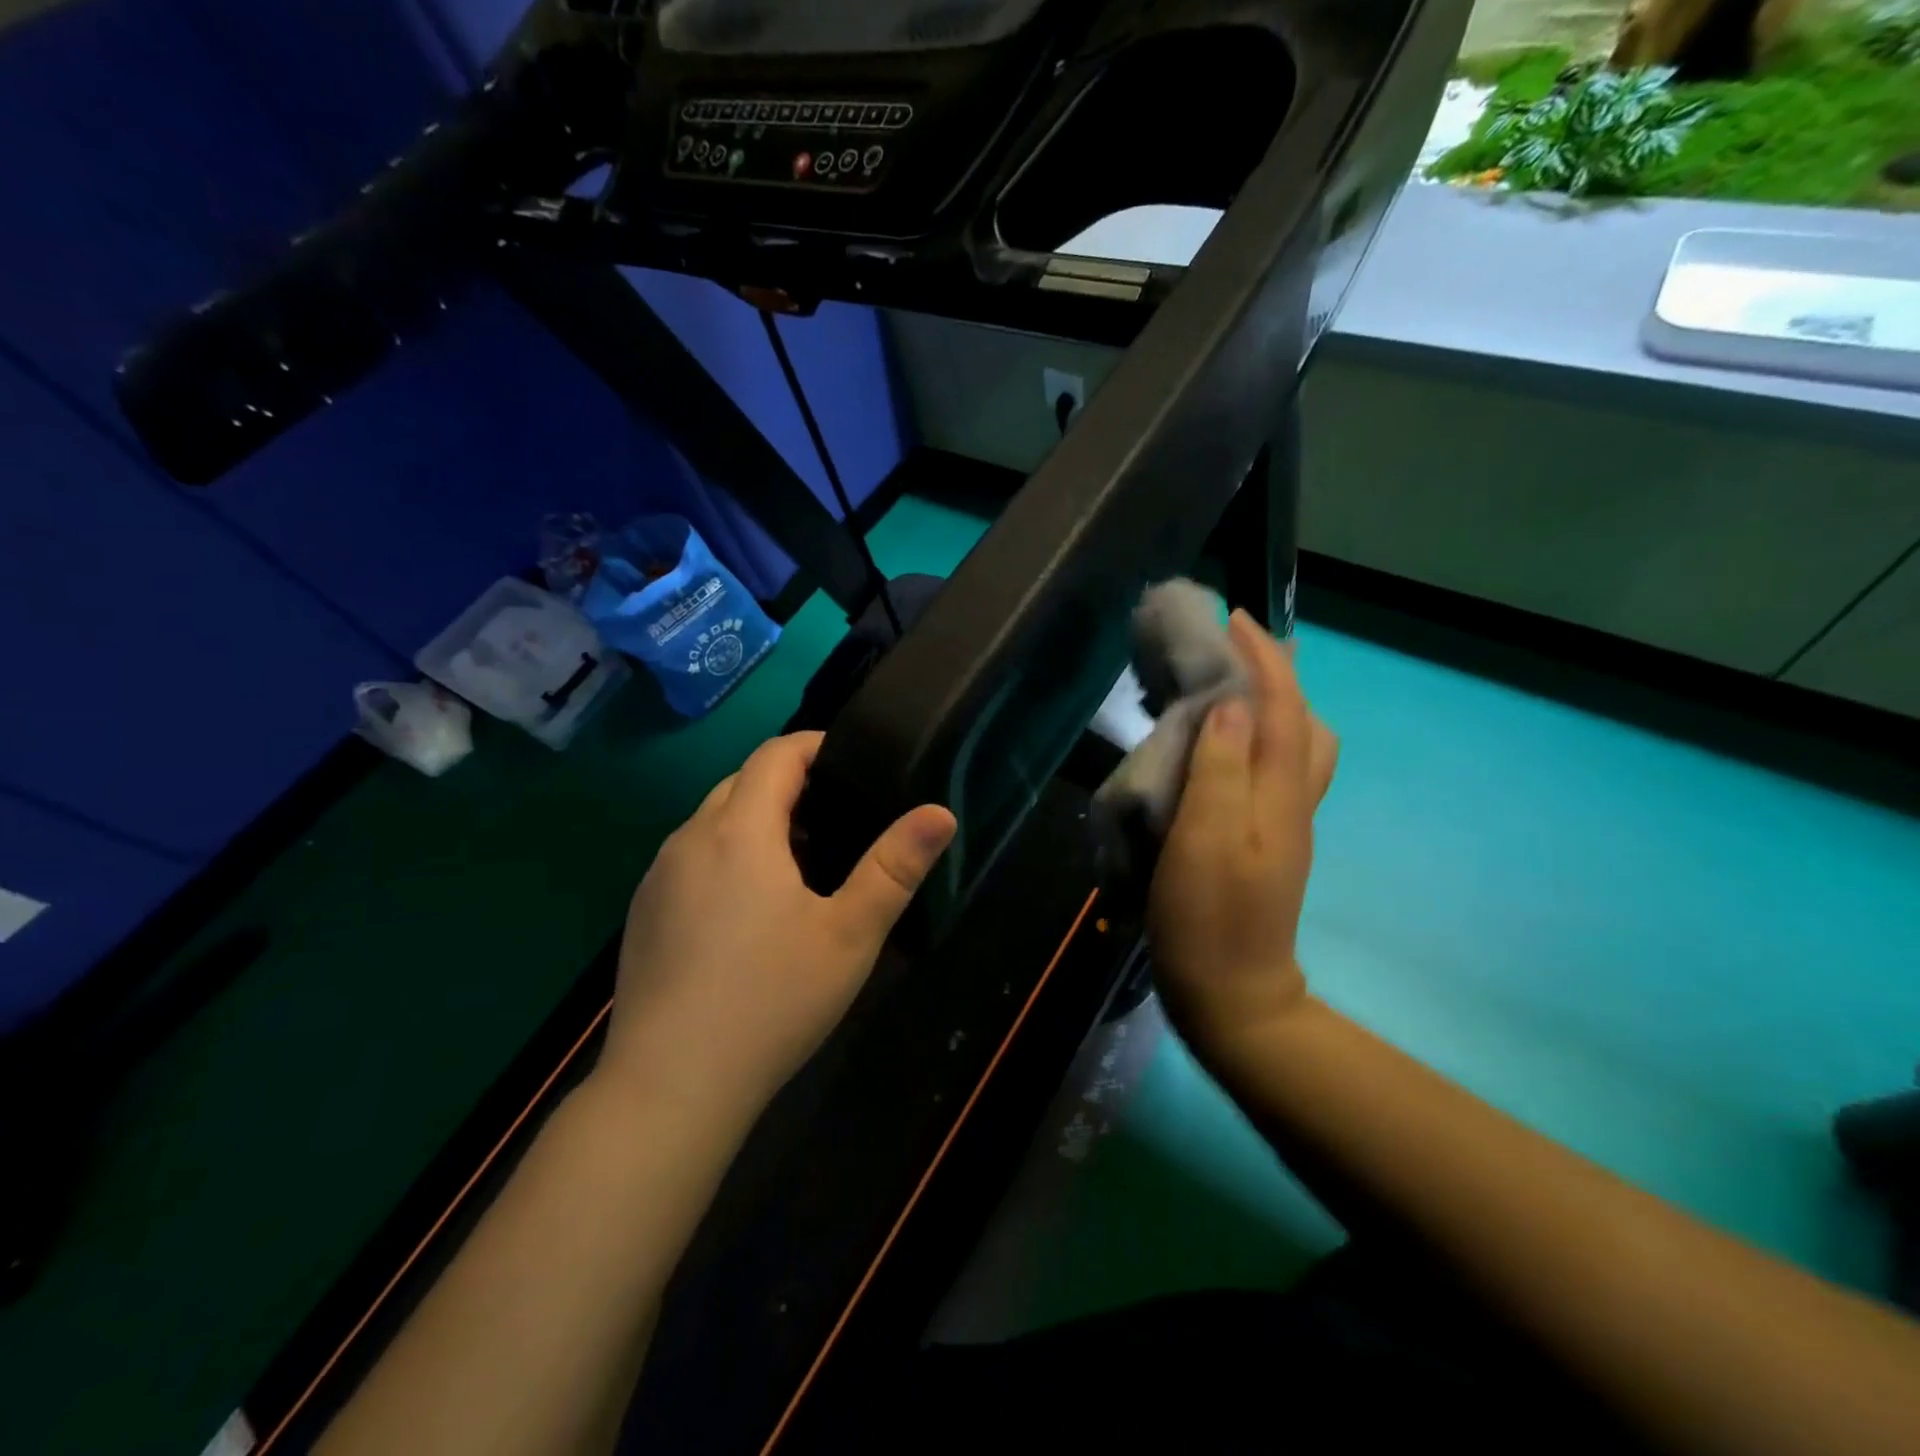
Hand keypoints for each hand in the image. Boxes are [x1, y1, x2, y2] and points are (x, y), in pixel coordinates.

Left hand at [599, 731, 956, 1117]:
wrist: (669, 1088)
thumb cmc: (770, 1001)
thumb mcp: (849, 934)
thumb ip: (895, 866)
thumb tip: (940, 811)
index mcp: (739, 830)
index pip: (775, 754)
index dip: (815, 746)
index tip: (853, 764)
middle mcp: (689, 839)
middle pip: (742, 783)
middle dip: (789, 786)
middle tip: (838, 821)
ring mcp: (657, 878)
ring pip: (713, 822)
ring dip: (756, 823)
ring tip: (801, 865)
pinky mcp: (642, 914)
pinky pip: (690, 859)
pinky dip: (725, 858)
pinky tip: (748, 913)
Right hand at [1149, 612, 1337, 1052]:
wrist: (1232, 993)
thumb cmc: (1207, 917)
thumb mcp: (1205, 839)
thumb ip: (1221, 768)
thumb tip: (1233, 704)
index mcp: (1278, 794)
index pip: (1280, 707)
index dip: (1261, 659)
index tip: (1233, 619)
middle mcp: (1292, 800)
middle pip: (1303, 722)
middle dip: (1276, 675)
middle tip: (1231, 653)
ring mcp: (1284, 824)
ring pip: (1295, 746)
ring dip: (1271, 706)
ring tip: (1226, 690)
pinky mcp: (1267, 841)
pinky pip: (1274, 770)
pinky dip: (1257, 739)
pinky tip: (1222, 747)